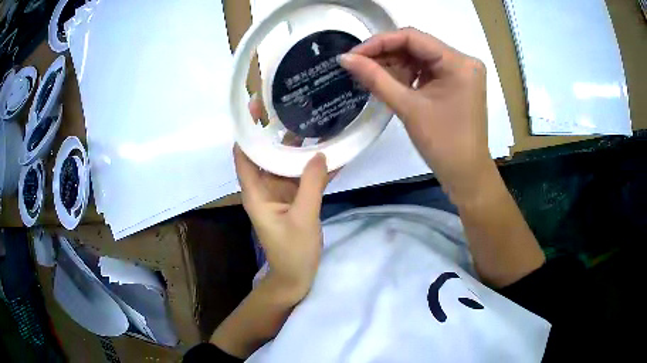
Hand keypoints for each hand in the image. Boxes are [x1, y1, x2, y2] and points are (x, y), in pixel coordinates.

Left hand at [234, 98, 330, 302]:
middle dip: (278, 133)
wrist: (296, 276)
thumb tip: (320, 154)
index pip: (243, 155)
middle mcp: (264, 187)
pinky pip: (301, 176)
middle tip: (294, 106)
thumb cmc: (293, 251)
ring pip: (285, 163)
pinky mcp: (293, 198)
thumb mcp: (303, 217)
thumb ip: (311, 185)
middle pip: (266, 154)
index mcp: (256, 192)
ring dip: (298, 147)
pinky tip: (328, 151)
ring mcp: (279, 192)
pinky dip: (311, 166)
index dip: (247, 132)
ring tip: (314, 121)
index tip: (259, 108)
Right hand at [340, 27, 493, 203]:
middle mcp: (463, 61)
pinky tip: (390, 83)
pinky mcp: (457, 84)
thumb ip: (376, 79)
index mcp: (458, 62)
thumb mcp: (408, 107)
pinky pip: (427, 71)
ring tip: (371, 77)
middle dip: (386, 55)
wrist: (466, 175)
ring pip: (420, 58)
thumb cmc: (443, 144)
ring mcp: (462, 73)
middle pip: (417, 46)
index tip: (354, 54)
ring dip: (395, 65)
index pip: (413, 37)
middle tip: (358, 66)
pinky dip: (408, 75)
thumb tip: (345, 59)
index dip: (380, 42)